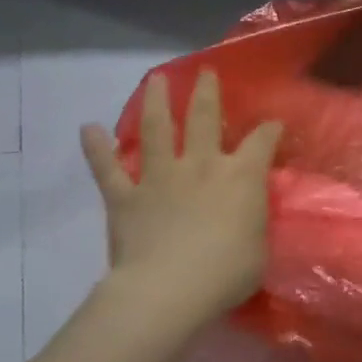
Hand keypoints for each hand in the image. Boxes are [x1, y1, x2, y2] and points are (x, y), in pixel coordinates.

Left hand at [79, 70, 282, 325]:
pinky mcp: (126, 196)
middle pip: (204, 118)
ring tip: (155, 79)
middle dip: (207, 92)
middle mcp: (201, 165)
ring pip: (156, 129)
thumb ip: (253, 221)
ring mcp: (160, 177)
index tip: (273, 124)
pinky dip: (96, 148)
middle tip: (205, 72)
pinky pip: (107, 168)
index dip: (270, 130)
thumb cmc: (227, 272)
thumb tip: (248, 212)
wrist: (169, 289)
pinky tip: (88, 128)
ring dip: (156, 101)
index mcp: (241, 177)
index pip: (261, 142)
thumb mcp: (259, 247)